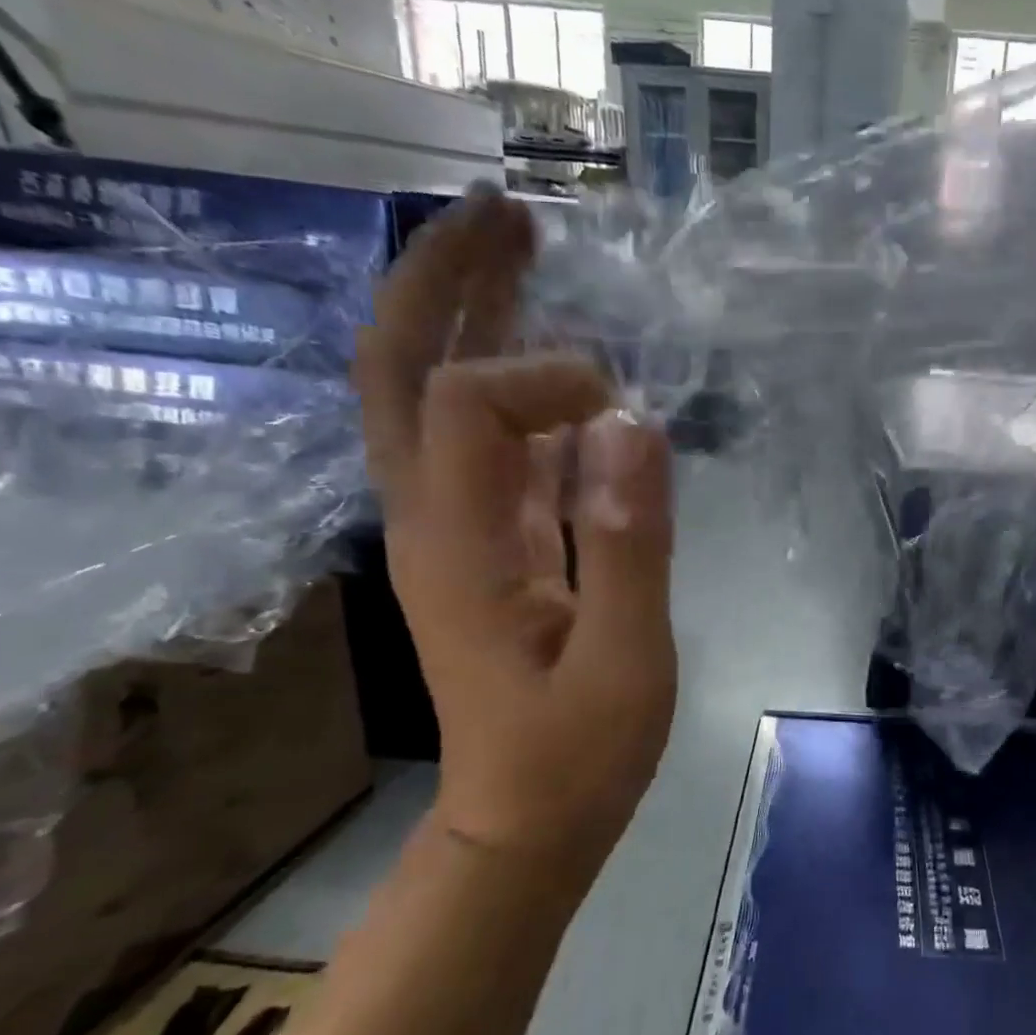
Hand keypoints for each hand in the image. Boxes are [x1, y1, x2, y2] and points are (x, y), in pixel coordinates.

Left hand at [353, 187, 677, 858]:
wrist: (526, 820)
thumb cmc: (579, 754)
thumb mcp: (625, 661)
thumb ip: (628, 544)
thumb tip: (633, 423)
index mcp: (460, 545)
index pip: (471, 405)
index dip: (549, 381)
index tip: (627, 415)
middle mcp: (435, 519)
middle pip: (403, 371)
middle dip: (446, 281)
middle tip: (506, 214)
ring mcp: (456, 527)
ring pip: (434, 395)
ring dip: (470, 314)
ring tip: (523, 249)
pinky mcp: (489, 540)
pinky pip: (487, 438)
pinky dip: (512, 379)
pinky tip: (558, 356)